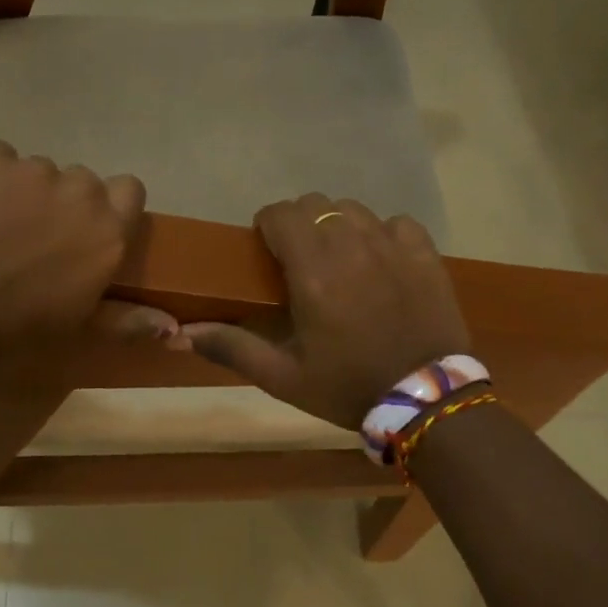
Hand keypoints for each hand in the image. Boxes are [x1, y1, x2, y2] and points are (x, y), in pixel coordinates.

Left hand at [0, 141, 158, 356]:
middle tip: (30, 238)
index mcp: (107, 232)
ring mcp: (31, 170)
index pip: (130, 191)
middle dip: (60, 203)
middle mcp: (79, 192)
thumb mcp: (76, 330)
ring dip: (20, 191)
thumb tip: (172, 326)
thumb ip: (126, 320)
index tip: (85, 228)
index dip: (110, 205)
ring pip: (35, 171)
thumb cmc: (14, 329)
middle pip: (79, 183)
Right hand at [182, 195, 470, 429]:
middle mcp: (350, 247)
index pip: (280, 214)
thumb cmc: (348, 388)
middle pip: (315, 204)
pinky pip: (396, 223)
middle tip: (299, 258)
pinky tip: (380, 261)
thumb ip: (232, 348)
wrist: (427, 401)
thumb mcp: (283, 377)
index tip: (267, 250)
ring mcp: (392, 246)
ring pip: (353, 208)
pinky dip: (382, 234)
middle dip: (299, 222)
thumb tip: (180, 336)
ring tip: (338, 258)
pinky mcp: (424, 254)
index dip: (267, 226)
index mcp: (312, 272)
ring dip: (337, 225)